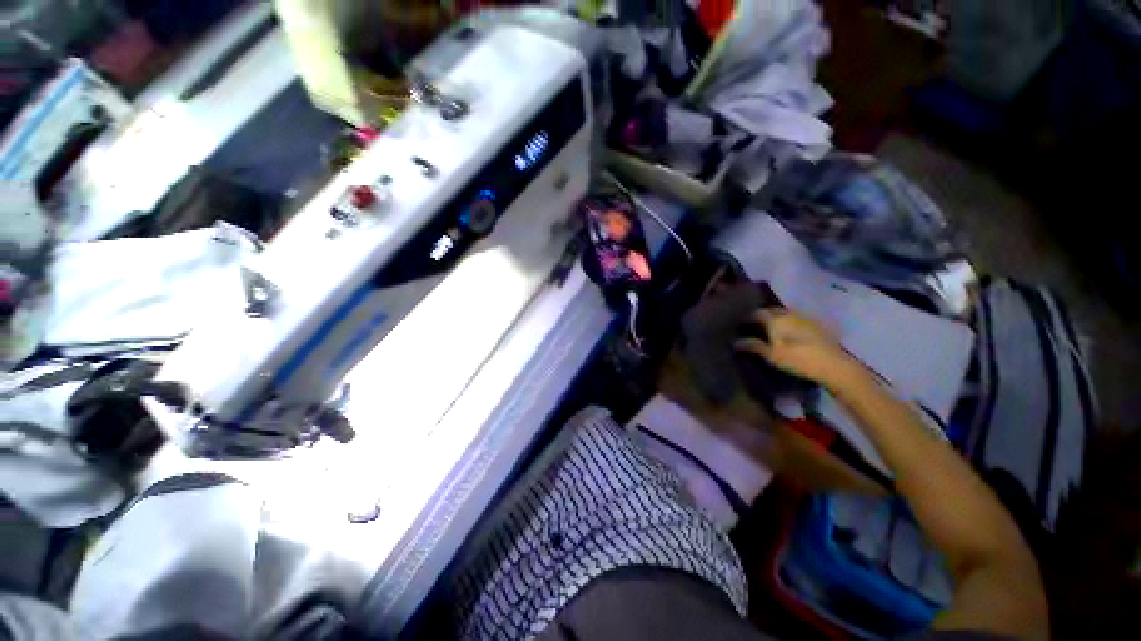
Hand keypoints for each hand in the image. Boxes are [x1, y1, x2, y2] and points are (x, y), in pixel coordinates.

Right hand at [734, 309, 861, 388]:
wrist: (834, 365)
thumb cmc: (797, 359)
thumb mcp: (772, 355)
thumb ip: (753, 345)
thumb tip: (735, 341)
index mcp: (776, 319)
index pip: (757, 313)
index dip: (747, 318)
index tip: (740, 324)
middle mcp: (789, 314)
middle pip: (772, 311)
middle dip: (762, 316)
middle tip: (754, 326)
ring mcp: (805, 318)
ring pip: (785, 314)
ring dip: (776, 319)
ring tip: (770, 330)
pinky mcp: (817, 326)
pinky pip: (796, 320)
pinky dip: (788, 324)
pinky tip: (788, 334)